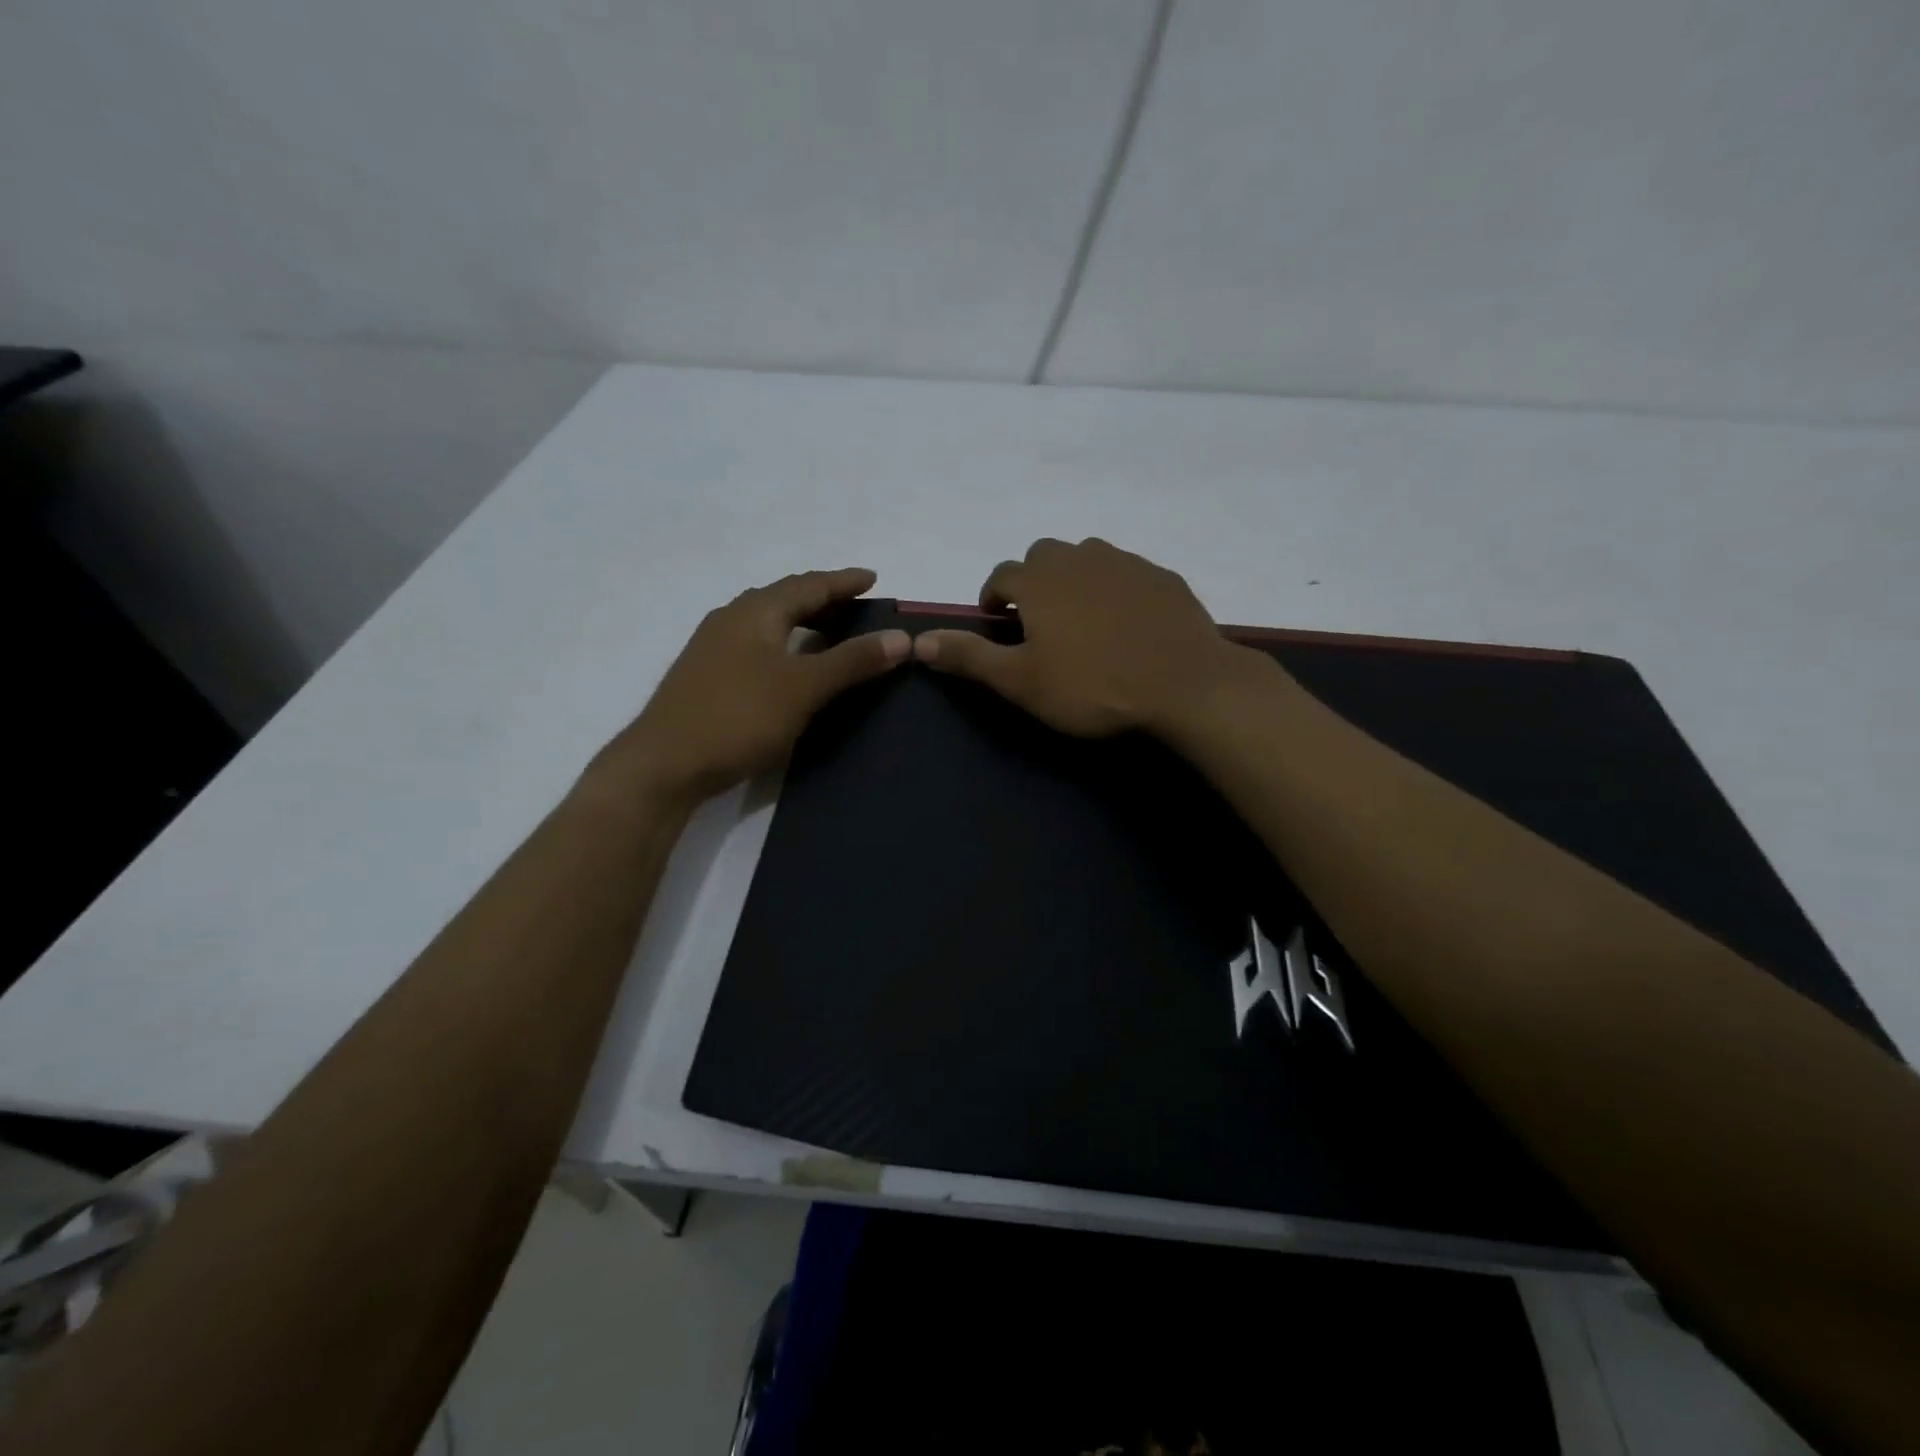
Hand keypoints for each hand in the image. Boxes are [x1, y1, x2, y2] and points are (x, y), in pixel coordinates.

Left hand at [595, 568, 908, 805]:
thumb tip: (901, 638)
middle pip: (784, 598)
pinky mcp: (706, 675)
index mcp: (755, 612)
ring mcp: (713, 648)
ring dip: (801, 622)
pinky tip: (791, 666)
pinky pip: (756, 644)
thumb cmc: (738, 717)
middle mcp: (731, 619)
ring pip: (767, 622)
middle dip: (822, 599)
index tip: (872, 578)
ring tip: (830, 633)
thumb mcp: (803, 687)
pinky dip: (784, 645)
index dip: (843, 581)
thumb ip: (852, 661)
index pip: (808, 585)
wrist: (665, 764)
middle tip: (856, 606)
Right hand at [913, 538, 1252, 738]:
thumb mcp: (1021, 681)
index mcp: (1040, 581)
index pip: (1002, 575)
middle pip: (1043, 555)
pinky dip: (1114, 588)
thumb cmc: (1093, 686)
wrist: (1185, 685)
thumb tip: (918, 642)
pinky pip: (1126, 572)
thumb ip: (970, 657)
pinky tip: (1126, 622)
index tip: (997, 623)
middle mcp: (1080, 558)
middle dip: (1032, 581)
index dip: (993, 597)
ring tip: (1081, 619)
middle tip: (1038, 621)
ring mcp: (1126, 563)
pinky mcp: (1163, 577)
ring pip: (1087, 557)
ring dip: (1073, 578)